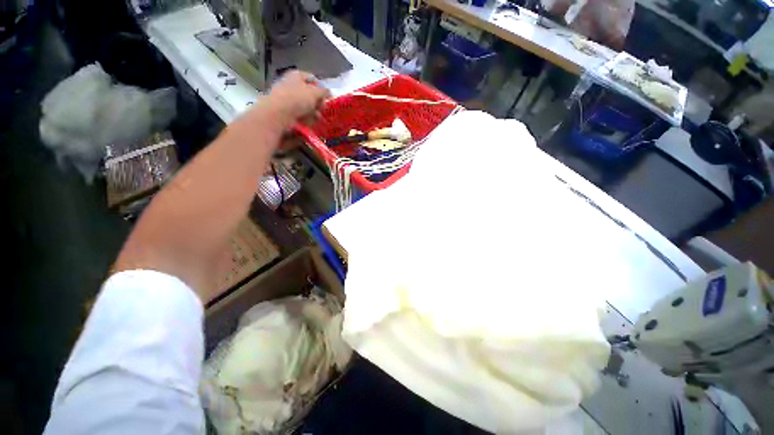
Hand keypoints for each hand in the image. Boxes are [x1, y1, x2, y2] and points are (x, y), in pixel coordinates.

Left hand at [265, 70, 330, 129]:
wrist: (274, 117)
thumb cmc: (296, 99)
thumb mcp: (315, 92)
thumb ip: (324, 92)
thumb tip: (328, 93)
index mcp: (294, 76)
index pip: (310, 78)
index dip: (320, 87)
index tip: (327, 97)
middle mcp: (286, 87)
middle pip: (304, 95)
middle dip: (315, 104)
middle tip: (322, 111)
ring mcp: (279, 103)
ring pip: (298, 109)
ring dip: (309, 116)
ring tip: (316, 122)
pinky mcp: (276, 118)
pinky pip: (291, 121)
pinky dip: (299, 125)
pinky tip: (306, 129)